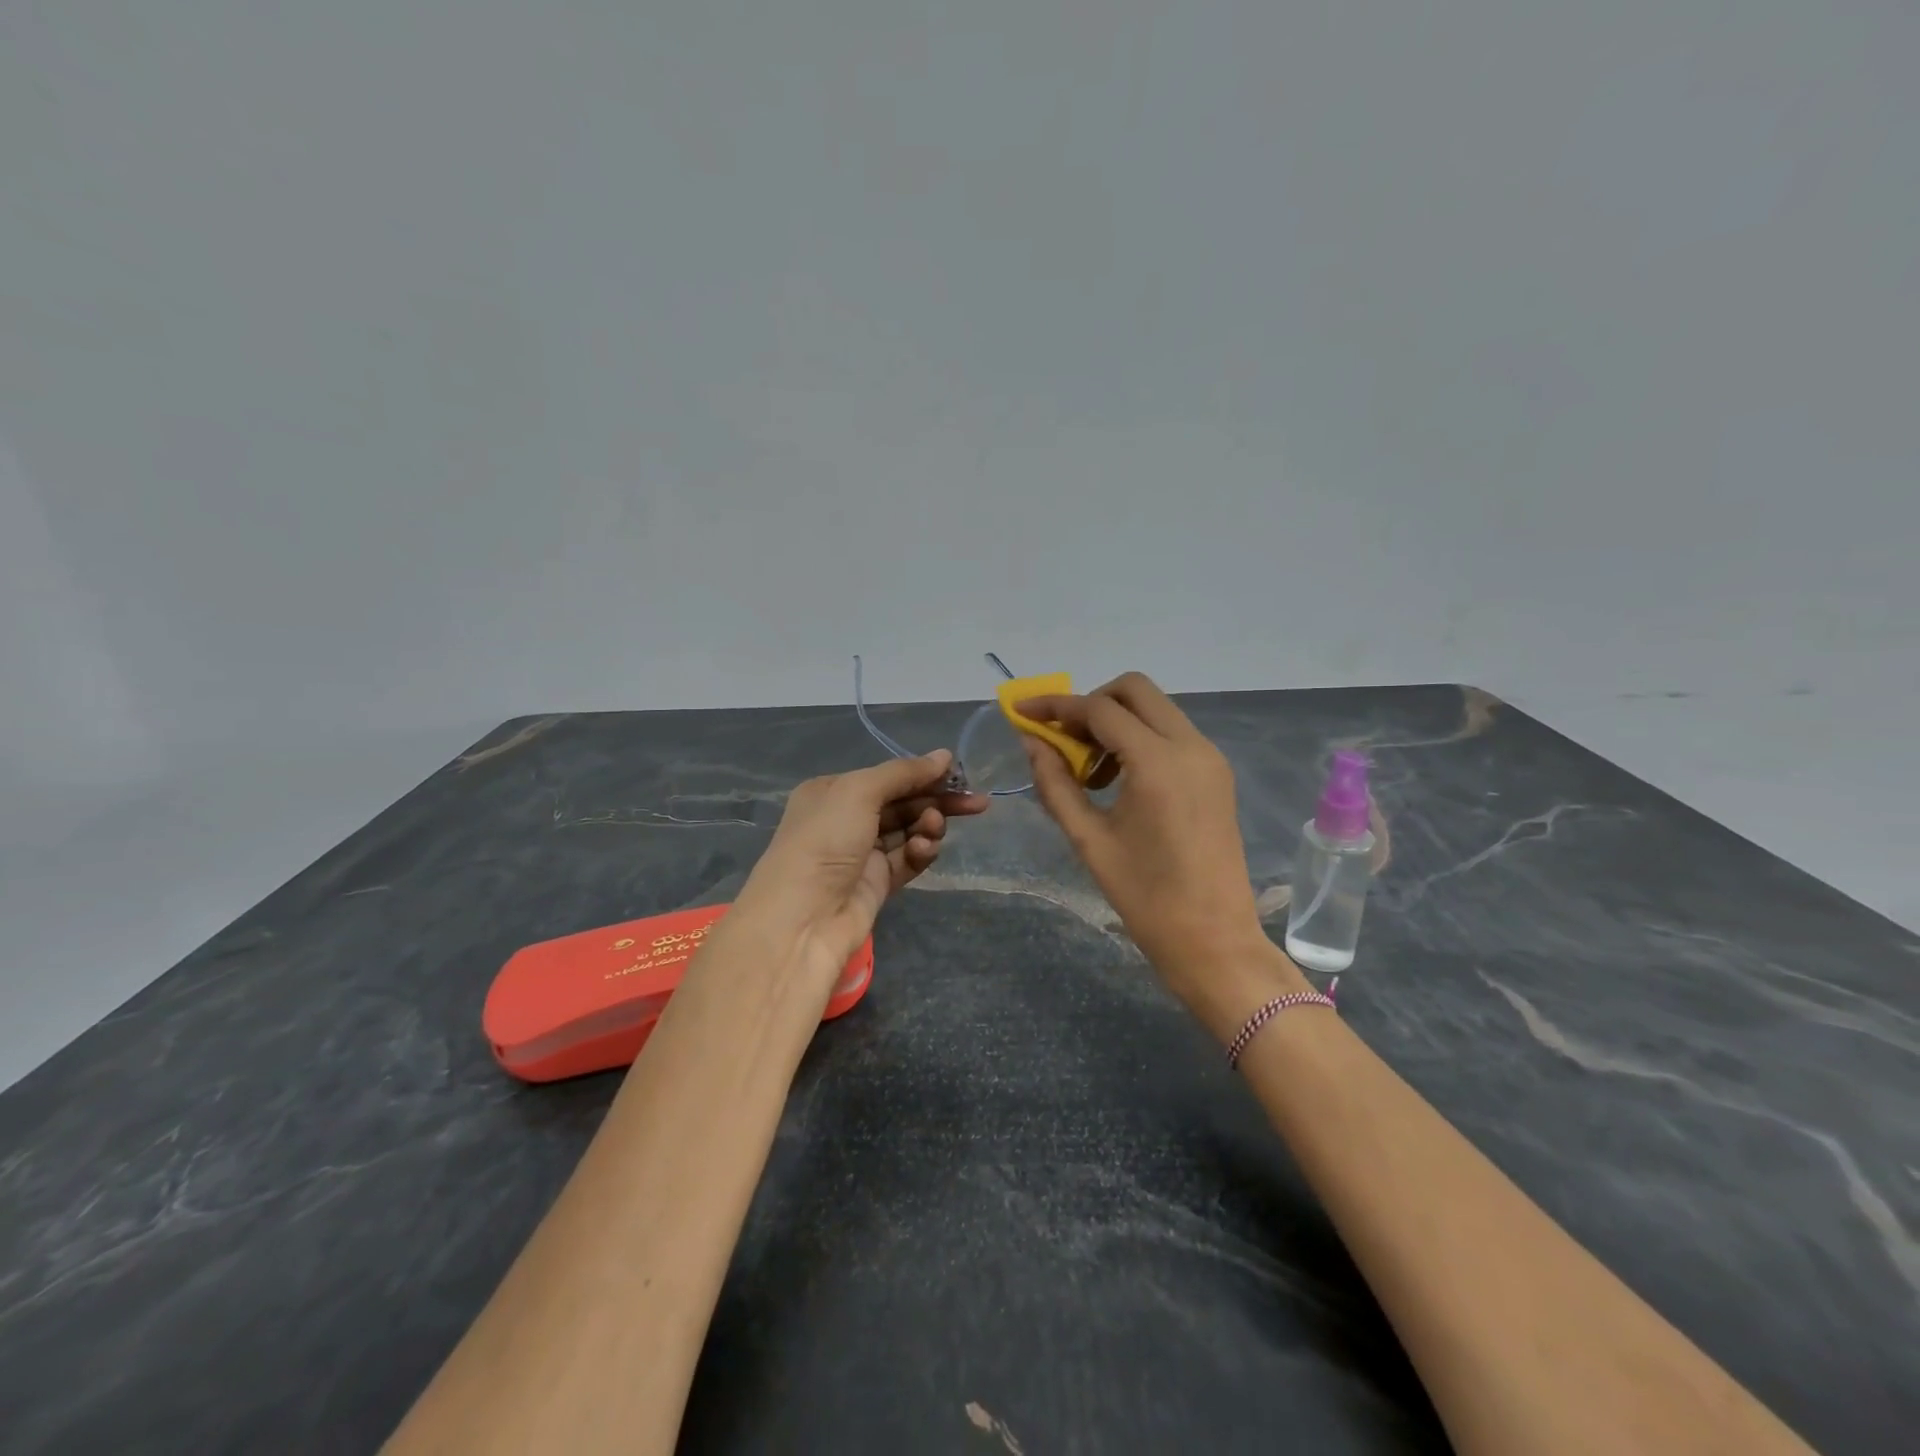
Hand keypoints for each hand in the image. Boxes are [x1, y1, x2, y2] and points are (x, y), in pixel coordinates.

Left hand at [735, 750, 988, 993]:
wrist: (803, 917)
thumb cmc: (825, 840)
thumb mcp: (859, 792)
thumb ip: (904, 773)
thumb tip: (945, 756)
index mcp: (833, 791)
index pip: (888, 777)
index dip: (924, 774)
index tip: (959, 775)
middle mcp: (846, 819)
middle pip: (903, 803)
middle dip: (936, 801)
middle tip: (975, 803)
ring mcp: (862, 854)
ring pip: (908, 831)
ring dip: (927, 827)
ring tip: (932, 829)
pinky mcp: (876, 884)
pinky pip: (907, 861)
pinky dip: (920, 853)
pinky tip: (925, 850)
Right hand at [1018, 673, 1306, 1038]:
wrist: (1214, 941)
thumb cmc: (1145, 897)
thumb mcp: (1089, 839)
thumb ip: (1055, 783)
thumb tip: (1030, 741)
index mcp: (1158, 763)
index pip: (1100, 709)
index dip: (1056, 706)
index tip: (1023, 712)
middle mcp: (1191, 746)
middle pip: (1134, 690)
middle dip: (1090, 703)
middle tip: (1063, 741)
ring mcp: (1209, 757)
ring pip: (1155, 708)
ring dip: (1115, 721)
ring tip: (1089, 771)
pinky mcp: (1216, 773)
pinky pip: (1171, 733)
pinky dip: (1138, 739)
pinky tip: (1118, 780)